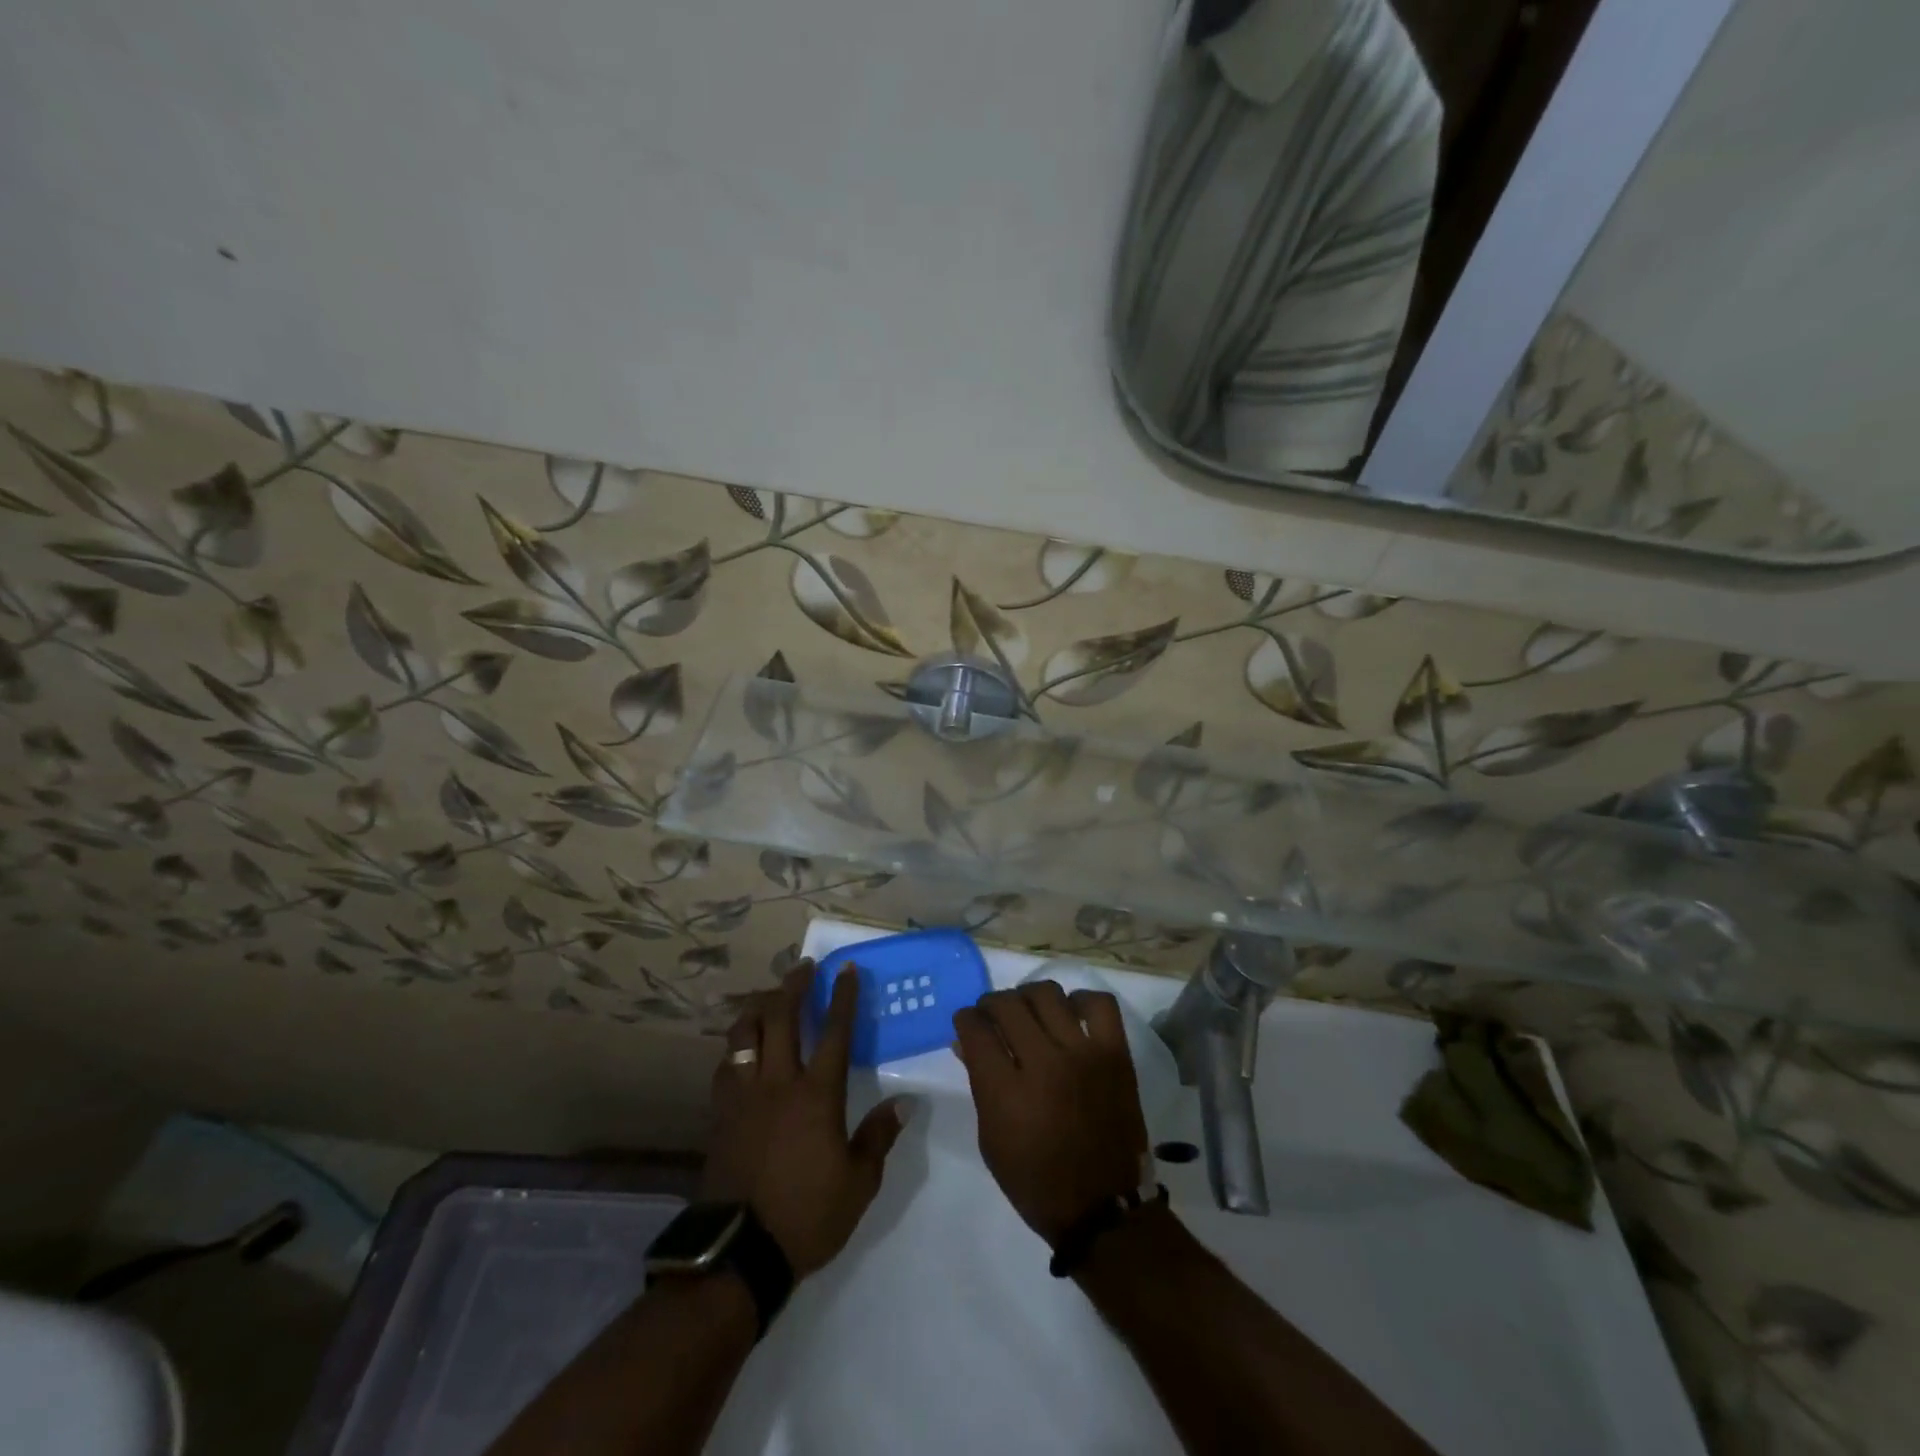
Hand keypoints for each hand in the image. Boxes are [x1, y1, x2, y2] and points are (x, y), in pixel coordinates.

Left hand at [703, 963, 906, 1278]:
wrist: (737, 1253)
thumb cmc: (807, 1216)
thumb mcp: (858, 1184)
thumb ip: (878, 1137)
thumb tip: (903, 1103)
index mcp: (816, 1095)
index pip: (833, 1031)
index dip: (842, 997)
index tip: (845, 969)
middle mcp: (778, 1083)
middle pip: (781, 1017)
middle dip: (793, 986)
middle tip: (804, 967)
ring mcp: (743, 1096)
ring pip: (744, 1033)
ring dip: (758, 1006)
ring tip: (769, 996)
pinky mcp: (720, 1114)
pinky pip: (725, 1065)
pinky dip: (736, 1045)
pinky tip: (742, 1047)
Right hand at [953, 982, 1149, 1246]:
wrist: (1104, 1209)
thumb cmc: (1037, 1182)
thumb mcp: (992, 1140)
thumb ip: (979, 1085)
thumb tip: (966, 1042)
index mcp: (1006, 1091)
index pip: (975, 1028)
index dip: (965, 1020)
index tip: (968, 1024)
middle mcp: (1043, 1062)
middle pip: (1007, 1004)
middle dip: (991, 1005)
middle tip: (994, 1017)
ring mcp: (1083, 1053)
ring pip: (1047, 994)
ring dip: (1029, 998)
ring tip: (1030, 1014)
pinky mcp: (1115, 1054)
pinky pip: (1099, 1004)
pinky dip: (1081, 1002)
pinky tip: (1071, 1016)